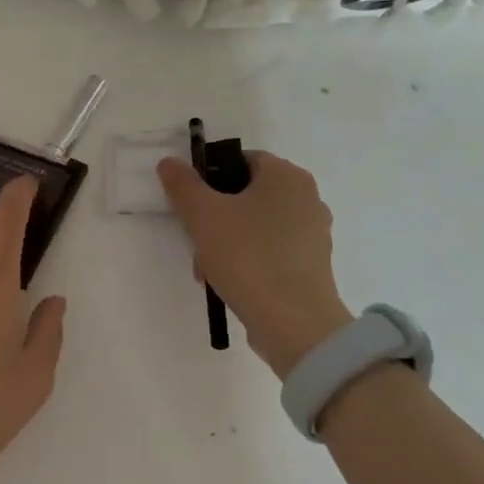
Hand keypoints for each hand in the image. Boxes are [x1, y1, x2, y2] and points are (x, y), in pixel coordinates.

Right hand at [157, 151, 353, 378]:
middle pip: (246, 194)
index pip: (240, 160)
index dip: (208, 176)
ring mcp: (313, 233)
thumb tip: (170, 162)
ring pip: (255, 225)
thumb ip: (183, 184)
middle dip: (214, 216)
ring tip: (207, 269)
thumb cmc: (247, 256)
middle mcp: (307, 197)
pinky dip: (248, 259)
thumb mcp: (203, 215)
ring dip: (226, 240)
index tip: (189, 204)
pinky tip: (229, 282)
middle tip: (194, 239)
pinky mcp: (313, 265)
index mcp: (286, 176)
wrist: (294, 323)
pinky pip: (270, 250)